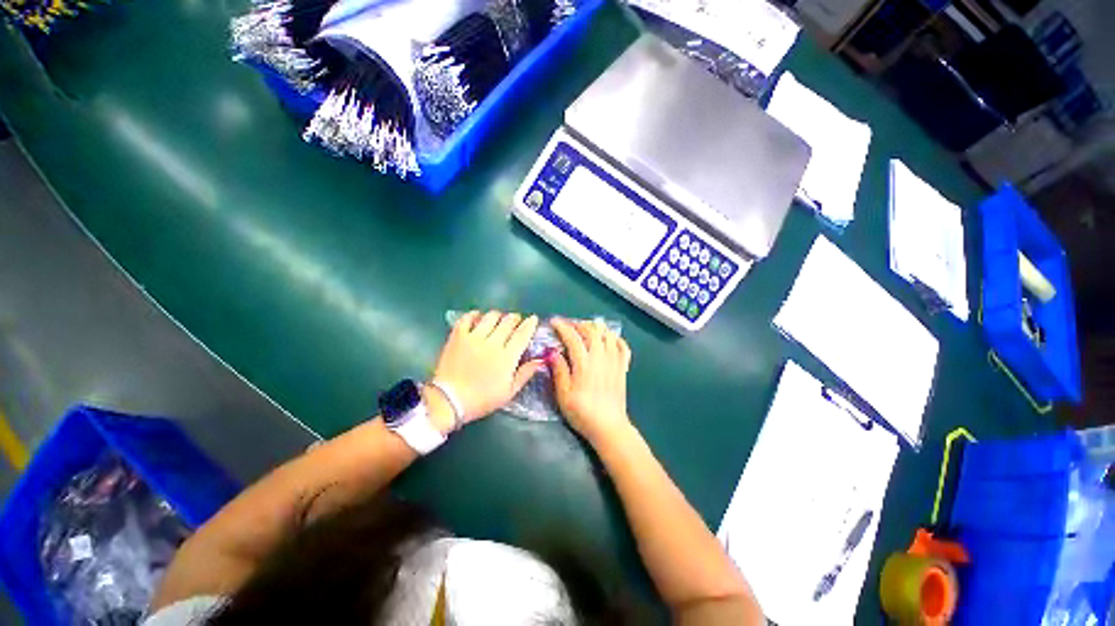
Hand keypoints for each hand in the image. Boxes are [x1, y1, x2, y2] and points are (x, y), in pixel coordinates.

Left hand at [430, 311, 543, 427]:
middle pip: (508, 321)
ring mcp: (474, 337)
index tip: (533, 319)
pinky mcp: (458, 336)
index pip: (522, 334)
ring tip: (498, 320)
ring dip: (498, 316)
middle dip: (515, 318)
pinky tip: (478, 318)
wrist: (449, 401)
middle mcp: (492, 343)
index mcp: (507, 357)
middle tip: (515, 322)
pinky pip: (467, 318)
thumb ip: (525, 374)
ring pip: (490, 316)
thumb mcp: (509, 392)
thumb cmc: (482, 399)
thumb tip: (540, 360)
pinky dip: (475, 315)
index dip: (530, 324)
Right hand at [549, 318, 632, 445]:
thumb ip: (559, 371)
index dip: (562, 327)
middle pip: (592, 331)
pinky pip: (623, 346)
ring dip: (597, 328)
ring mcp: (614, 361)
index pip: (572, 337)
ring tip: (587, 330)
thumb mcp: (563, 395)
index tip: (554, 322)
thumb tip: (553, 352)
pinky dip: (616, 338)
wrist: (609, 427)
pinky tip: (609, 339)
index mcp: (584, 363)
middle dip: (579, 324)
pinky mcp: (623, 367)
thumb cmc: (582, 412)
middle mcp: (600, 357)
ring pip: (608, 334)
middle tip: (570, 327)